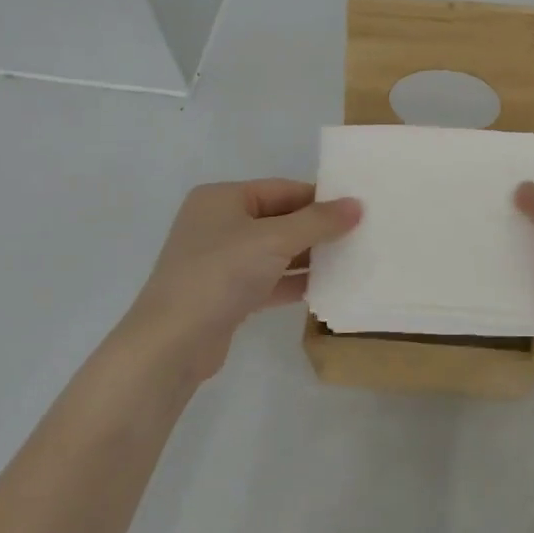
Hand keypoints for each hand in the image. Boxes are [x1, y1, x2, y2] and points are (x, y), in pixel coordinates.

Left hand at [123, 179, 360, 381]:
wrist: (172, 343)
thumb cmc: (221, 275)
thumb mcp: (275, 240)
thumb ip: (318, 221)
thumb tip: (357, 205)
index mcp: (222, 199)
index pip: (283, 189)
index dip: (321, 198)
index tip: (359, 209)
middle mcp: (219, 224)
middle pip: (280, 219)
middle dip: (318, 229)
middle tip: (361, 235)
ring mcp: (221, 261)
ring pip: (276, 252)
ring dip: (310, 257)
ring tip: (352, 261)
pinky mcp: (227, 295)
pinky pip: (269, 280)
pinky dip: (295, 282)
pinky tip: (326, 288)